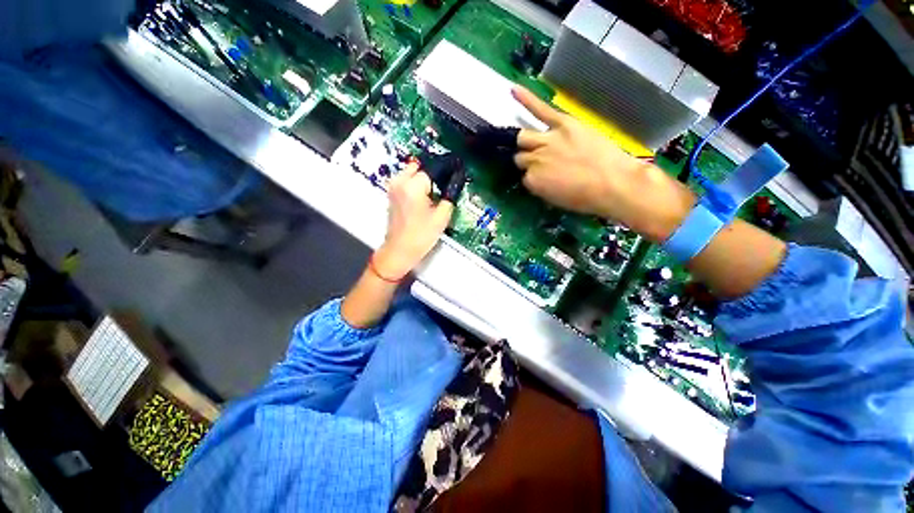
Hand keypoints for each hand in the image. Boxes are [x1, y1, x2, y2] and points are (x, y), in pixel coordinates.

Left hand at [374, 163, 453, 278]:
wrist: (399, 250)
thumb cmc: (421, 236)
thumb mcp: (442, 217)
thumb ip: (449, 197)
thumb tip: (455, 183)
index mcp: (413, 186)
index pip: (432, 169)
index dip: (445, 170)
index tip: (455, 171)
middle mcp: (400, 182)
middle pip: (419, 166)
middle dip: (432, 172)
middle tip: (444, 182)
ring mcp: (393, 187)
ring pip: (411, 172)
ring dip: (423, 177)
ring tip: (436, 190)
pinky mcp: (391, 194)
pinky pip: (405, 180)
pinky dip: (416, 183)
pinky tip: (426, 195)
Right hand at [511, 87, 695, 240]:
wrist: (615, 184)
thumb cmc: (586, 198)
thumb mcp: (556, 199)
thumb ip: (540, 186)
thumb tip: (536, 176)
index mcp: (532, 181)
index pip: (525, 175)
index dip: (533, 176)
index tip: (543, 178)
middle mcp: (535, 159)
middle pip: (521, 156)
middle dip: (528, 160)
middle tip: (541, 162)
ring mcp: (547, 139)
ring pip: (524, 137)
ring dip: (525, 141)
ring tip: (528, 141)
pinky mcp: (563, 123)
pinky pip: (541, 110)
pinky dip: (527, 99)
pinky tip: (513, 90)